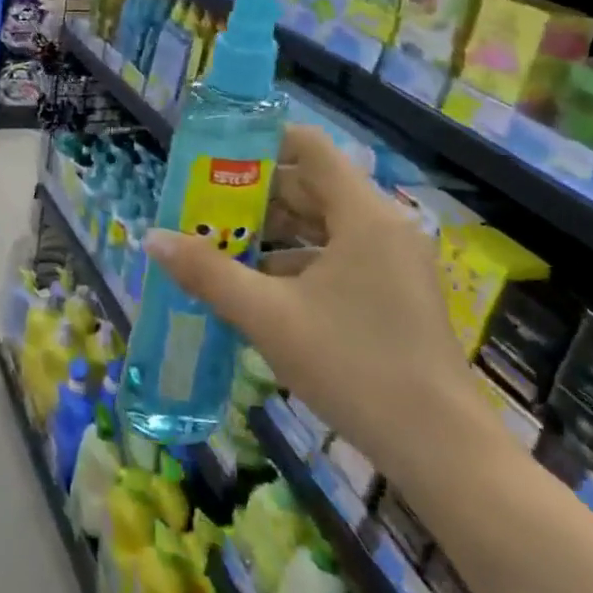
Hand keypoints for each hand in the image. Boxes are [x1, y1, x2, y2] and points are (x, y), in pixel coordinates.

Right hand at [144, 126, 475, 483]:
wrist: (440, 449)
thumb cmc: (353, 366)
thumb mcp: (268, 316)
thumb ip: (208, 272)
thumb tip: (152, 238)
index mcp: (362, 214)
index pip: (309, 147)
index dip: (261, 143)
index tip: (217, 159)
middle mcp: (383, 226)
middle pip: (312, 186)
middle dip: (256, 195)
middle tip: (204, 206)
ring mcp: (394, 261)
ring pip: (325, 225)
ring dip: (274, 232)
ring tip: (221, 244)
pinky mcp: (396, 293)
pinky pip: (339, 257)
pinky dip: (299, 262)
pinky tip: (260, 289)